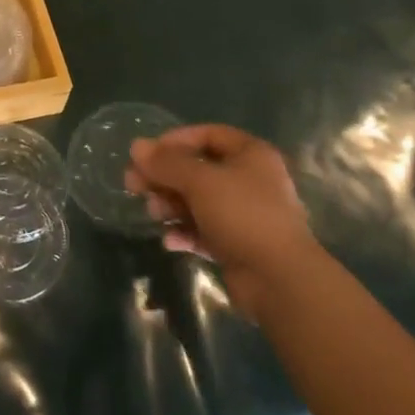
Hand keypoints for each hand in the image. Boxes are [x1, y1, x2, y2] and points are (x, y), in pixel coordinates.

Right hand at [125, 125, 316, 308]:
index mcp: (251, 155)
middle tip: (133, 184)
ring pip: (198, 201)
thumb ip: (166, 163)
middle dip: (165, 177)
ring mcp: (244, 214)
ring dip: (171, 205)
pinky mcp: (237, 245)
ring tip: (153, 213)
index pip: (208, 135)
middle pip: (198, 169)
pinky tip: (169, 240)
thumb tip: (136, 146)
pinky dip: (185, 232)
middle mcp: (249, 180)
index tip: (148, 153)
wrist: (280, 280)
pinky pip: (204, 230)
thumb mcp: (200, 182)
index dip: (176, 140)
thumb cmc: (243, 215)